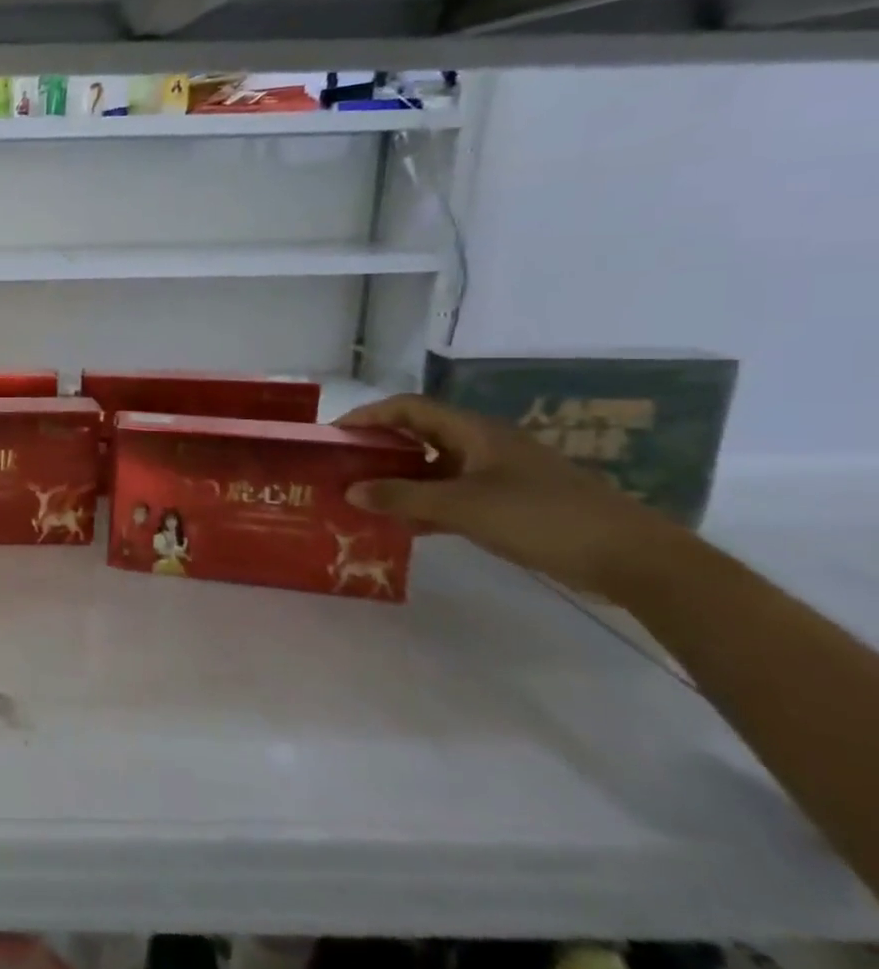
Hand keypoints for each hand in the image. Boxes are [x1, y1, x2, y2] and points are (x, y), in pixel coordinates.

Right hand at [336, 395, 682, 594]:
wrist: (635, 559)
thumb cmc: (544, 518)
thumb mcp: (464, 507)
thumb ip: (403, 497)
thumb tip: (350, 490)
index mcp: (475, 432)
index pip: (408, 408)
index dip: (368, 416)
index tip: (333, 436)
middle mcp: (483, 445)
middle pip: (419, 435)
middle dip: (378, 448)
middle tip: (342, 467)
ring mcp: (499, 475)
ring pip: (435, 467)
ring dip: (399, 480)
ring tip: (364, 498)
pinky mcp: (511, 503)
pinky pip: (453, 494)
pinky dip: (425, 504)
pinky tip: (405, 525)